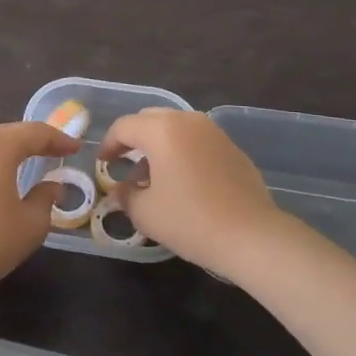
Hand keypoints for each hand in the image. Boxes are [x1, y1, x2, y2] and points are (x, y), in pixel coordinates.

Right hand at [99, 109, 286, 278]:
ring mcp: (213, 132)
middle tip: (124, 163)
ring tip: (153, 176)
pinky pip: (197, 141)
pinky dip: (182, 152)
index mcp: (162, 130)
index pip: (124, 127)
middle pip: (150, 119)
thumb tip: (121, 189)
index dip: (108, 144)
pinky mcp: (232, 148)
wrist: (252, 235)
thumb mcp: (145, 213)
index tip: (103, 163)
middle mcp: (188, 121)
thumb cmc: (190, 220)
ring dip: (159, 145)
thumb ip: (126, 195)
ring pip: (175, 128)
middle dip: (133, 138)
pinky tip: (182, 182)